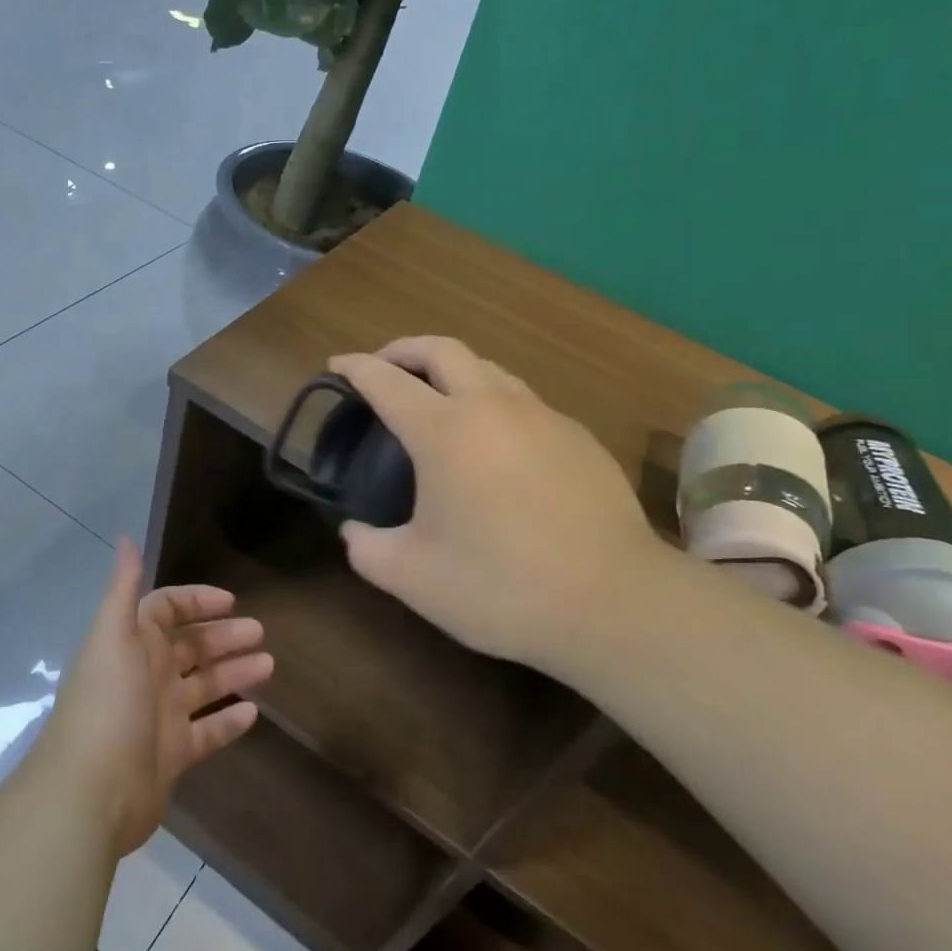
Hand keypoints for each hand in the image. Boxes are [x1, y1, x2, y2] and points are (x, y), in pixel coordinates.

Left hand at [39, 540, 272, 858]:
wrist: (89, 794)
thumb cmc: (107, 704)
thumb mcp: (113, 637)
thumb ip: (123, 588)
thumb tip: (125, 539)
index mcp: (132, 644)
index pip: (166, 609)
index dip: (197, 601)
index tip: (231, 601)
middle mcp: (146, 675)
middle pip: (191, 646)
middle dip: (224, 636)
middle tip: (260, 632)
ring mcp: (159, 716)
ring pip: (204, 685)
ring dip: (234, 672)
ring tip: (269, 665)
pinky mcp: (171, 756)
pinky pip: (207, 732)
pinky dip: (228, 720)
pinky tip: (254, 712)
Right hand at [330, 336, 663, 675]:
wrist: (614, 602)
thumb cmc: (503, 587)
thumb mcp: (413, 579)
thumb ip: (368, 549)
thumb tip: (355, 531)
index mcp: (444, 432)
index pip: (386, 380)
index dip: (355, 367)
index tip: (337, 364)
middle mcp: (492, 406)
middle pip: (441, 348)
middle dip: (403, 349)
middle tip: (384, 368)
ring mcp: (541, 416)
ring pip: (488, 367)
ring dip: (452, 370)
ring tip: (438, 400)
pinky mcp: (577, 435)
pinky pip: (523, 400)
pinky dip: (493, 402)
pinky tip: (496, 444)